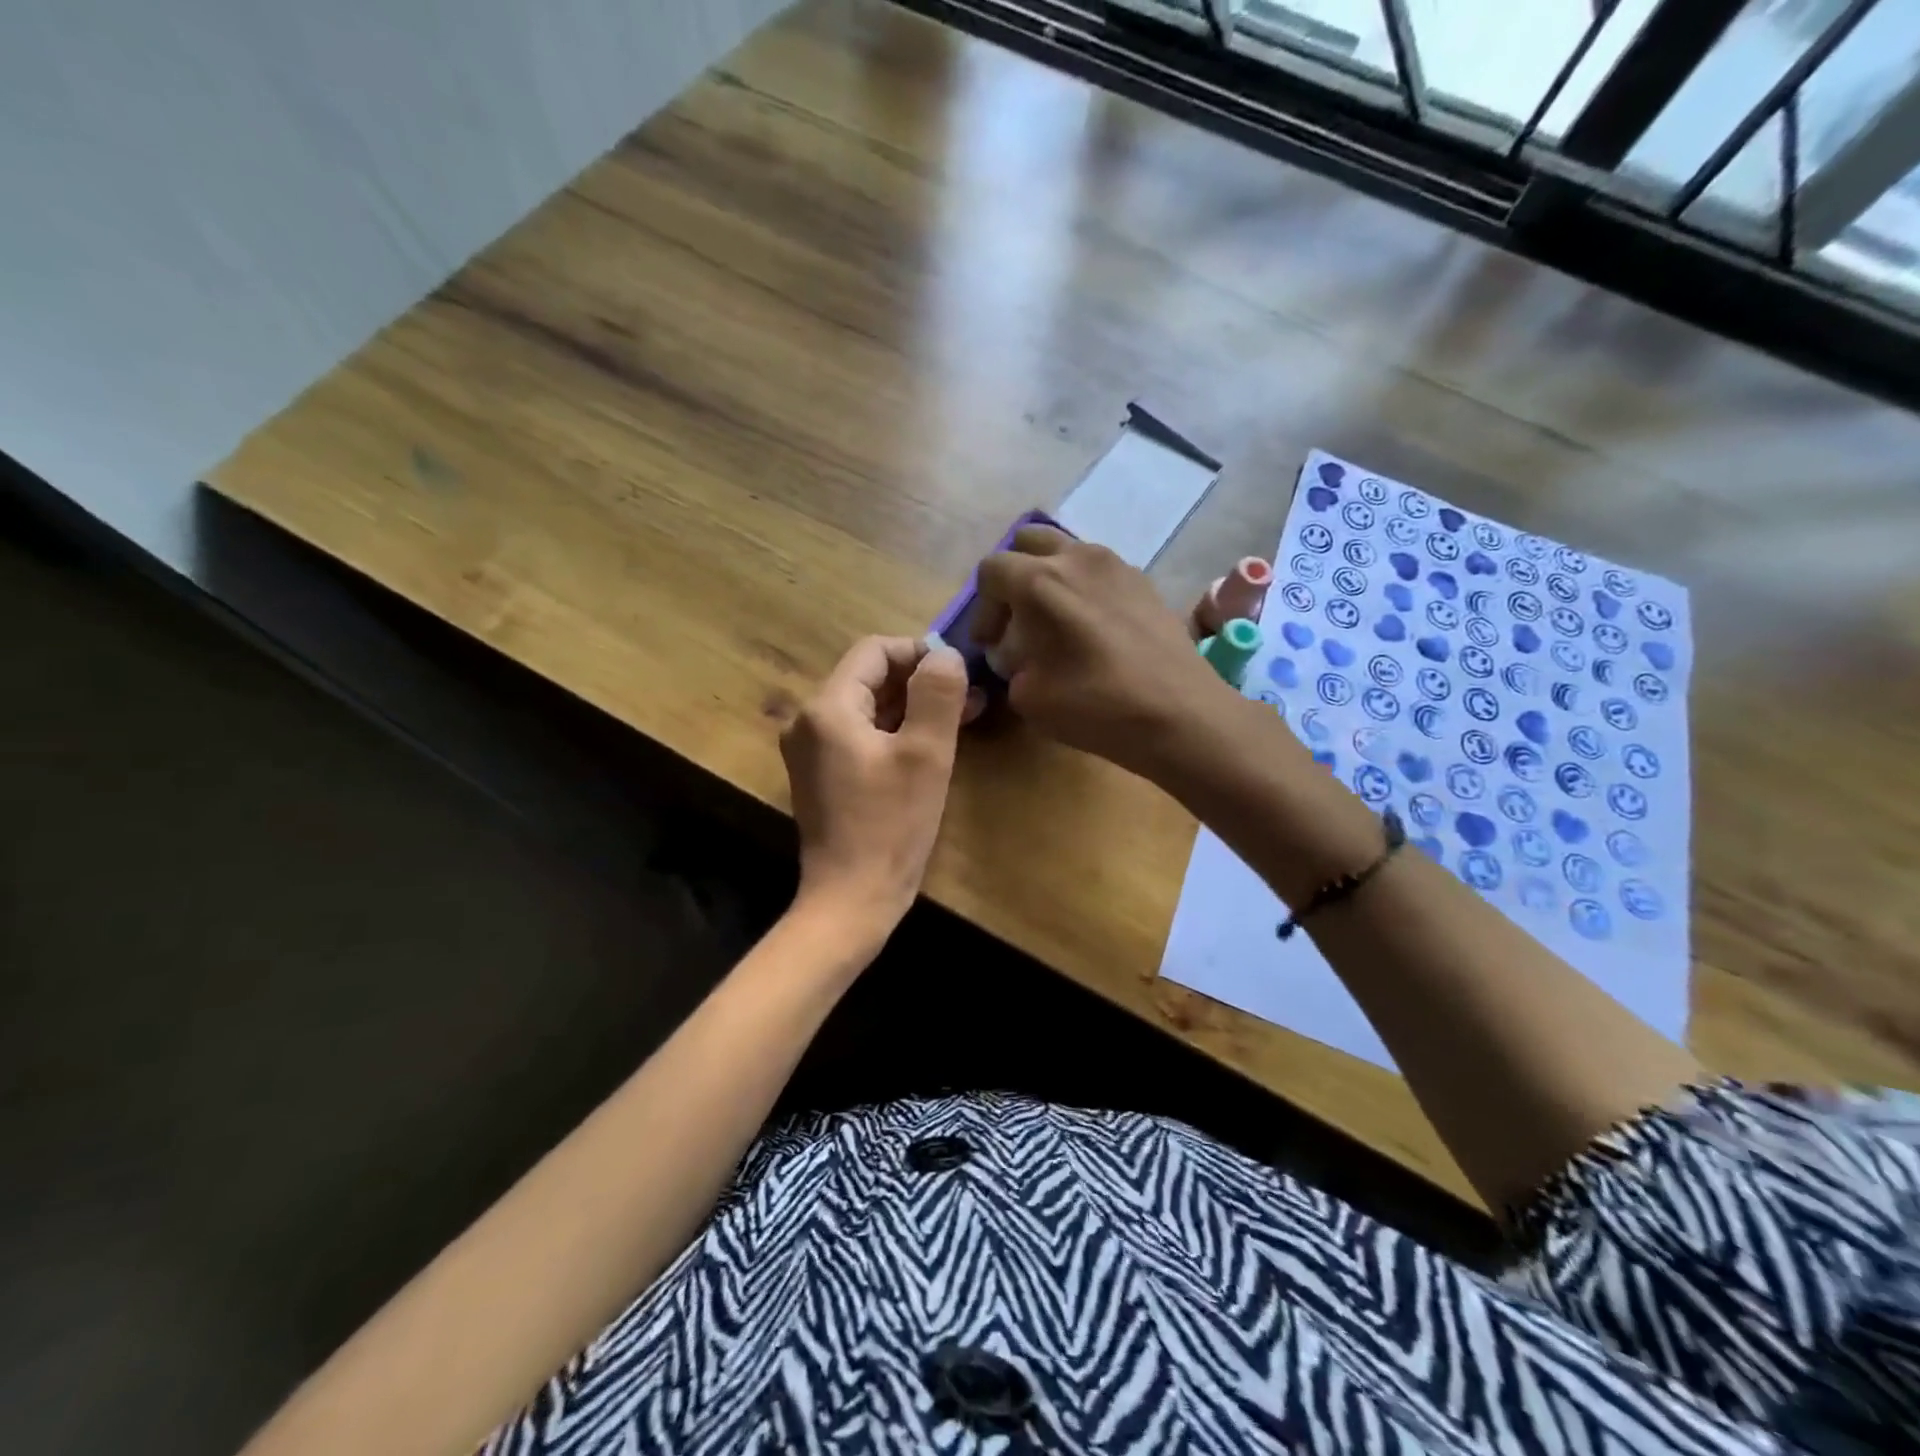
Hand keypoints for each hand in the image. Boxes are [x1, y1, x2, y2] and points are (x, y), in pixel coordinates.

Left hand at [780, 635, 969, 939]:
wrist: (851, 900)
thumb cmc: (891, 826)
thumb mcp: (925, 754)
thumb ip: (937, 693)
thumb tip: (944, 653)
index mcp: (827, 707)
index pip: (875, 651)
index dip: (920, 652)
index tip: (960, 673)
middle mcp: (809, 721)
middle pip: (869, 678)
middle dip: (920, 683)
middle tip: (970, 699)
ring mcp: (811, 750)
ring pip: (867, 708)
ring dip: (912, 708)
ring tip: (960, 719)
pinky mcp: (821, 775)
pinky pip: (860, 736)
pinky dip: (895, 732)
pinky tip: (930, 746)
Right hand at [974, 526, 1236, 780]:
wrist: (1180, 713)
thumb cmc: (1096, 706)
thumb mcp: (1028, 697)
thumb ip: (1011, 665)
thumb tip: (1020, 654)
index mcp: (1041, 581)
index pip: (992, 570)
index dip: (982, 608)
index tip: (990, 644)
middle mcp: (1078, 558)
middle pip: (1029, 542)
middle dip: (1013, 576)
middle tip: (1017, 619)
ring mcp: (1117, 565)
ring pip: (1068, 551)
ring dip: (1050, 578)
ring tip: (1055, 623)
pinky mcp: (1145, 582)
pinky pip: (1100, 571)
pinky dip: (1084, 589)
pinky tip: (1093, 630)